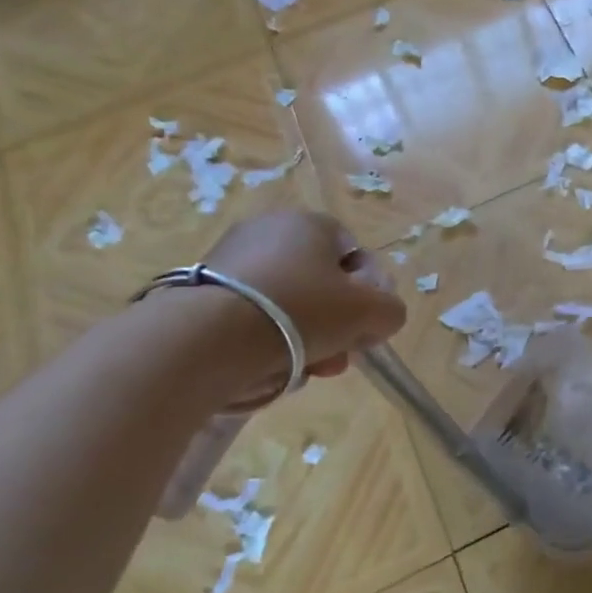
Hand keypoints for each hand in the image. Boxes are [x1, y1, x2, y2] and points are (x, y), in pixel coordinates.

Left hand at [195, 211, 407, 390]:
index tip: (365, 327)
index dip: (368, 293)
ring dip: (306, 338)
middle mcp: (269, 230)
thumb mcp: (372, 313)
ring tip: (307, 369)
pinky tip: (269, 366)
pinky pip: (251, 316)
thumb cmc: (302, 312)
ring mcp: (230, 258)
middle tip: (339, 356)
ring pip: (288, 304)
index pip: (355, 254)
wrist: (207, 339)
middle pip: (321, 283)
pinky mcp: (200, 290)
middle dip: (336, 324)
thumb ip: (391, 310)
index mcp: (311, 223)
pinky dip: (266, 339)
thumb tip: (381, 316)